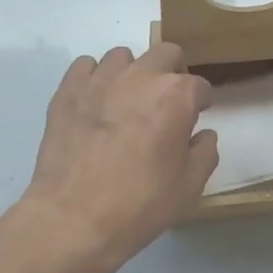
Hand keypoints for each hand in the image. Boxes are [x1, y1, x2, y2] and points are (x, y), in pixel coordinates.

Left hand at [16, 43, 216, 272]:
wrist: (74, 219)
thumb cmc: (139, 205)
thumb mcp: (188, 187)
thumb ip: (204, 152)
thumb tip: (202, 135)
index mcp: (176, 96)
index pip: (199, 86)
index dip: (201, 102)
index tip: (196, 117)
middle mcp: (140, 76)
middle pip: (165, 54)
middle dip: (173, 72)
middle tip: (167, 102)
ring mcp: (100, 80)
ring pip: (123, 56)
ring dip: (132, 73)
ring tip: (127, 102)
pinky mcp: (67, 90)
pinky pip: (86, 66)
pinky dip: (94, 78)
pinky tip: (95, 103)